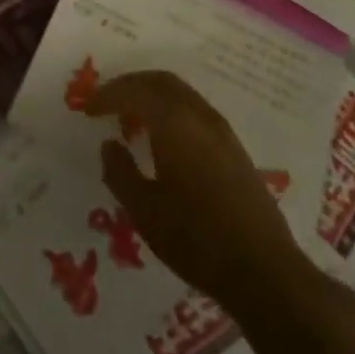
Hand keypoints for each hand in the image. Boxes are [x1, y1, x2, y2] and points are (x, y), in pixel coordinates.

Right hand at [88, 70, 307, 307]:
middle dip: (131, 85)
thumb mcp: (145, 211)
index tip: (88, 108)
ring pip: (181, 93)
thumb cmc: (197, 240)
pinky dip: (171, 109)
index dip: (107, 95)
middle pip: (161, 81)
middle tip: (108, 101)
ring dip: (153, 95)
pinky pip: (195, 109)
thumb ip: (120, 173)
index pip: (134, 91)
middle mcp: (199, 116)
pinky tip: (164, 137)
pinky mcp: (235, 148)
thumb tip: (109, 144)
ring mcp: (222, 131)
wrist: (266, 272)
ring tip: (132, 116)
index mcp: (174, 123)